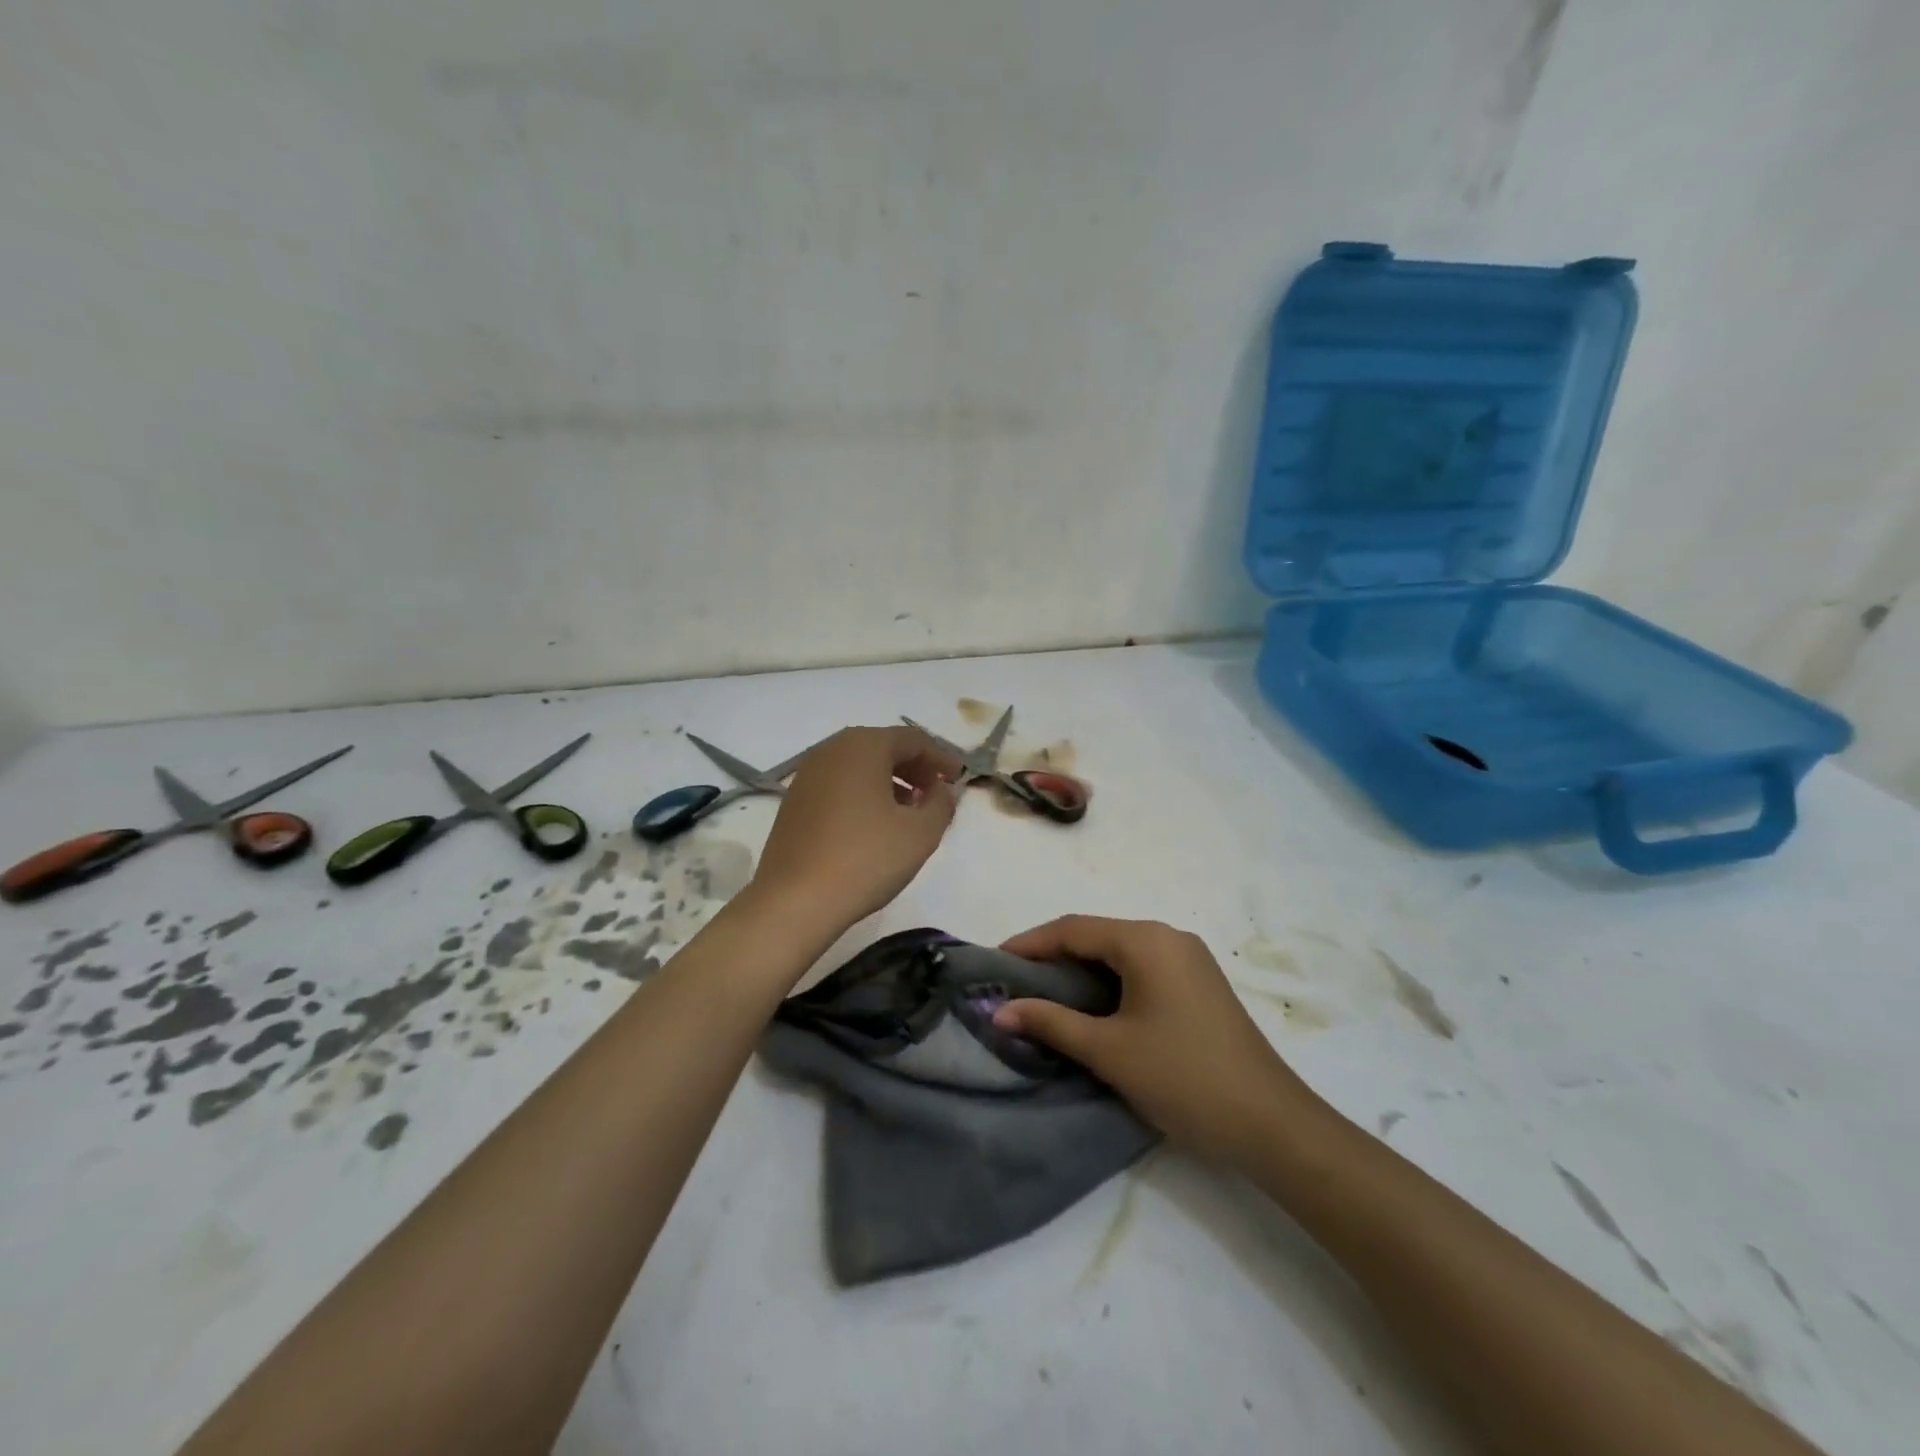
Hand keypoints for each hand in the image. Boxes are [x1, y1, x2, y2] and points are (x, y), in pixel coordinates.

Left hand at [750, 726, 960, 934]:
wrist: (795, 900)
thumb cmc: (865, 859)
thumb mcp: (921, 833)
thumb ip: (941, 803)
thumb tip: (940, 790)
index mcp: (863, 746)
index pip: (912, 739)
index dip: (940, 757)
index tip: (958, 778)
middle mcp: (831, 750)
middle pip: (883, 747)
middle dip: (914, 767)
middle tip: (935, 793)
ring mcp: (807, 775)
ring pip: (858, 766)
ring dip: (889, 781)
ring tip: (908, 811)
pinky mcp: (794, 800)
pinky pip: (838, 784)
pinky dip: (862, 793)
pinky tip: (873, 824)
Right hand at [993, 916, 1325, 1166]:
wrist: (1271, 1124)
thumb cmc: (1182, 1077)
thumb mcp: (1108, 1050)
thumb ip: (1051, 1022)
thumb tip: (999, 1010)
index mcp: (1147, 941)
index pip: (1074, 929)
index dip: (1030, 943)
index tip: (994, 962)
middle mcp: (1169, 937)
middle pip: (1098, 935)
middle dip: (1053, 955)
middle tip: (1015, 981)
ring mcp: (1189, 960)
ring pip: (1120, 953)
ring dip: (1081, 970)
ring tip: (1044, 994)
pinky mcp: (1200, 985)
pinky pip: (1142, 969)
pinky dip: (1109, 981)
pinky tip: (1091, 1005)